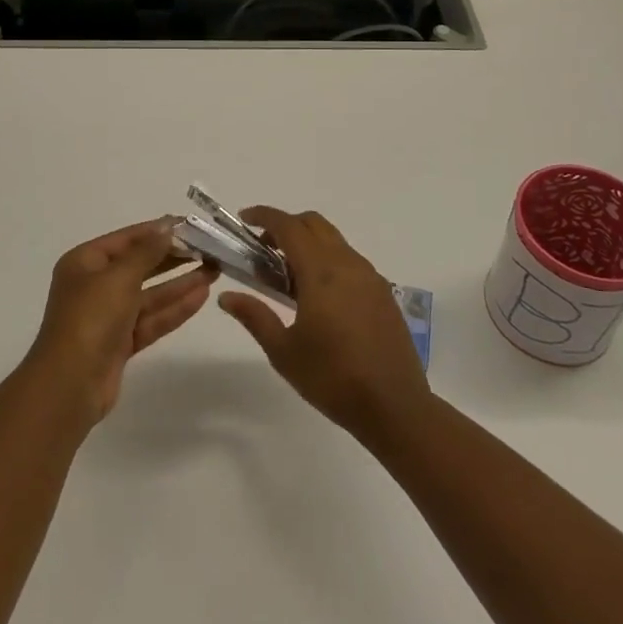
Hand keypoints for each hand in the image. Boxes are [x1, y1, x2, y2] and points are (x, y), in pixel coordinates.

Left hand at [24, 220, 216, 424]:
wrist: (69, 385)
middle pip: (140, 265)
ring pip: (150, 294)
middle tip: (208, 248)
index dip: (158, 230)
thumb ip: (146, 252)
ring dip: (180, 283)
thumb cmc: (90, 318)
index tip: (191, 225)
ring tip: (214, 270)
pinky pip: (151, 318)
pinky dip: (175, 308)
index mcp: (85, 262)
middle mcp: (95, 285)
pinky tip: (201, 295)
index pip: (127, 238)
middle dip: (173, 257)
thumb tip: (167, 227)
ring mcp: (108, 316)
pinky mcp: (121, 343)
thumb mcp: (119, 277)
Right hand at [218, 207, 428, 438]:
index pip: (289, 226)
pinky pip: (350, 260)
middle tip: (263, 250)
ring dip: (309, 243)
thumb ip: (255, 316)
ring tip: (289, 276)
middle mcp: (348, 264)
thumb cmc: (333, 379)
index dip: (264, 216)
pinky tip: (320, 296)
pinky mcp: (383, 292)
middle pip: (314, 223)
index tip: (244, 220)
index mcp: (321, 272)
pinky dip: (328, 260)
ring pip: (334, 240)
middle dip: (286, 226)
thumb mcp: (284, 351)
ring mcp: (370, 277)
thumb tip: (226, 296)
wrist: (395, 407)